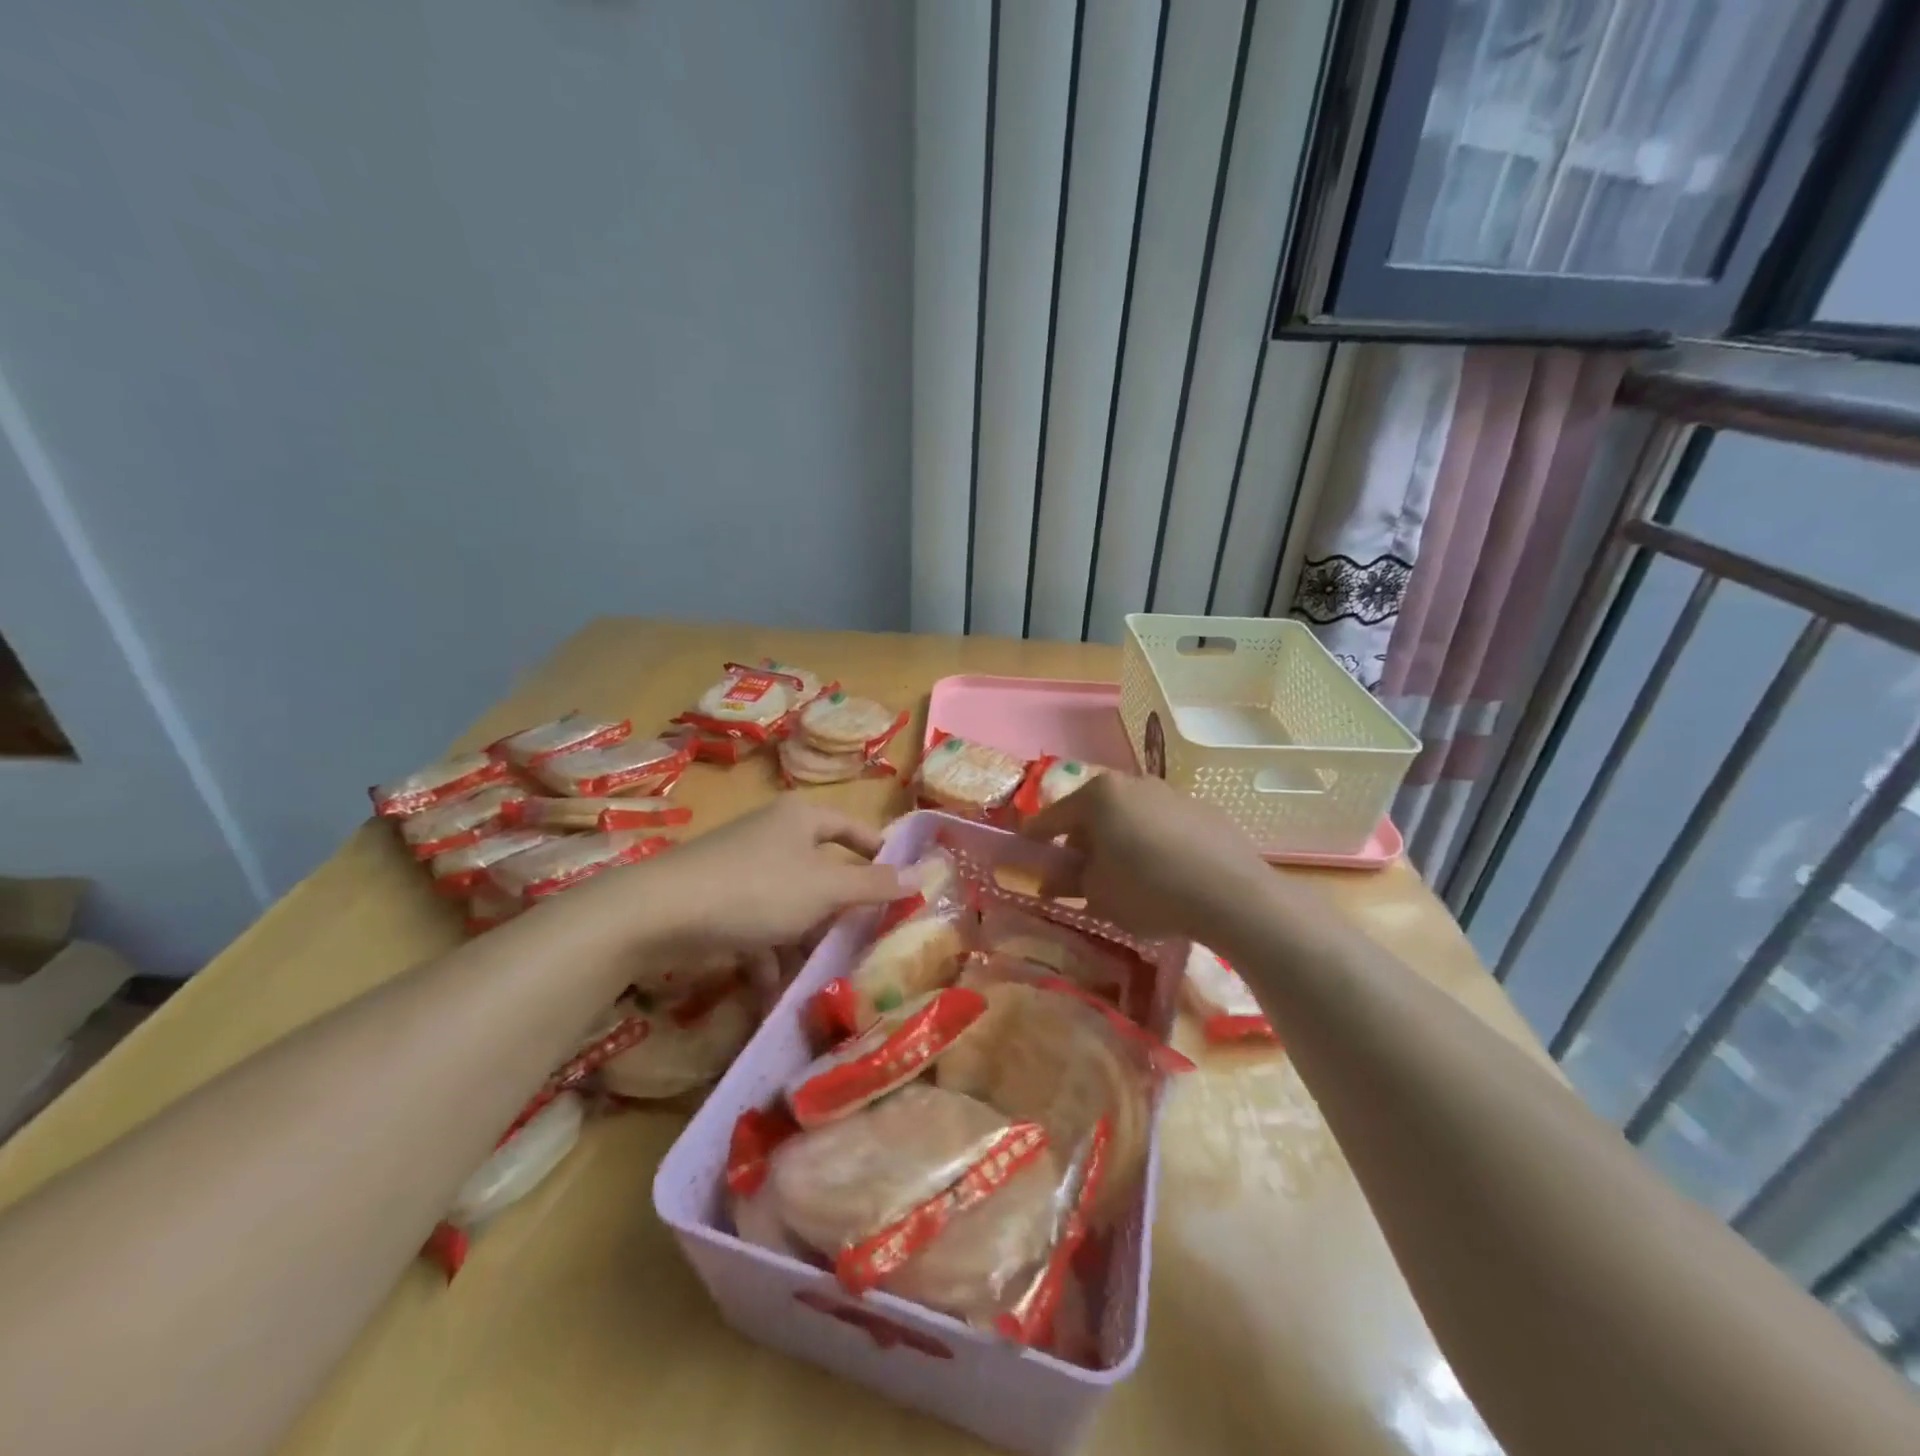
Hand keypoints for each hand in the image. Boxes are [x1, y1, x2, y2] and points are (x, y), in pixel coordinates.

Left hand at [569, 798, 907, 958]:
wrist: (660, 913)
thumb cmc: (757, 889)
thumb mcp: (825, 889)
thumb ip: (873, 886)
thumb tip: (921, 874)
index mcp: (801, 819)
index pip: (852, 828)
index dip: (876, 852)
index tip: (898, 881)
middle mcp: (774, 836)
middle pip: (821, 871)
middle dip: (838, 912)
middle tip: (863, 941)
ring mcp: (743, 868)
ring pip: (790, 905)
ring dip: (803, 942)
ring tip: (818, 977)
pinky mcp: (719, 901)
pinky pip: (757, 926)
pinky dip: (768, 955)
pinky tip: (772, 990)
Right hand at [1021, 774, 1269, 939]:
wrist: (1231, 894)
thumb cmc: (1148, 889)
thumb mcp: (1097, 894)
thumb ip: (1068, 881)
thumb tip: (1051, 880)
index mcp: (1099, 796)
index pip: (1053, 816)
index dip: (1036, 837)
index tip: (1026, 850)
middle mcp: (1133, 783)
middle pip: (1094, 811)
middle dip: (1082, 839)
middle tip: (1079, 871)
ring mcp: (1172, 793)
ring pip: (1132, 815)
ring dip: (1120, 839)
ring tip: (1125, 875)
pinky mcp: (1204, 811)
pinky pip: (1165, 826)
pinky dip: (1155, 843)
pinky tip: (1165, 874)